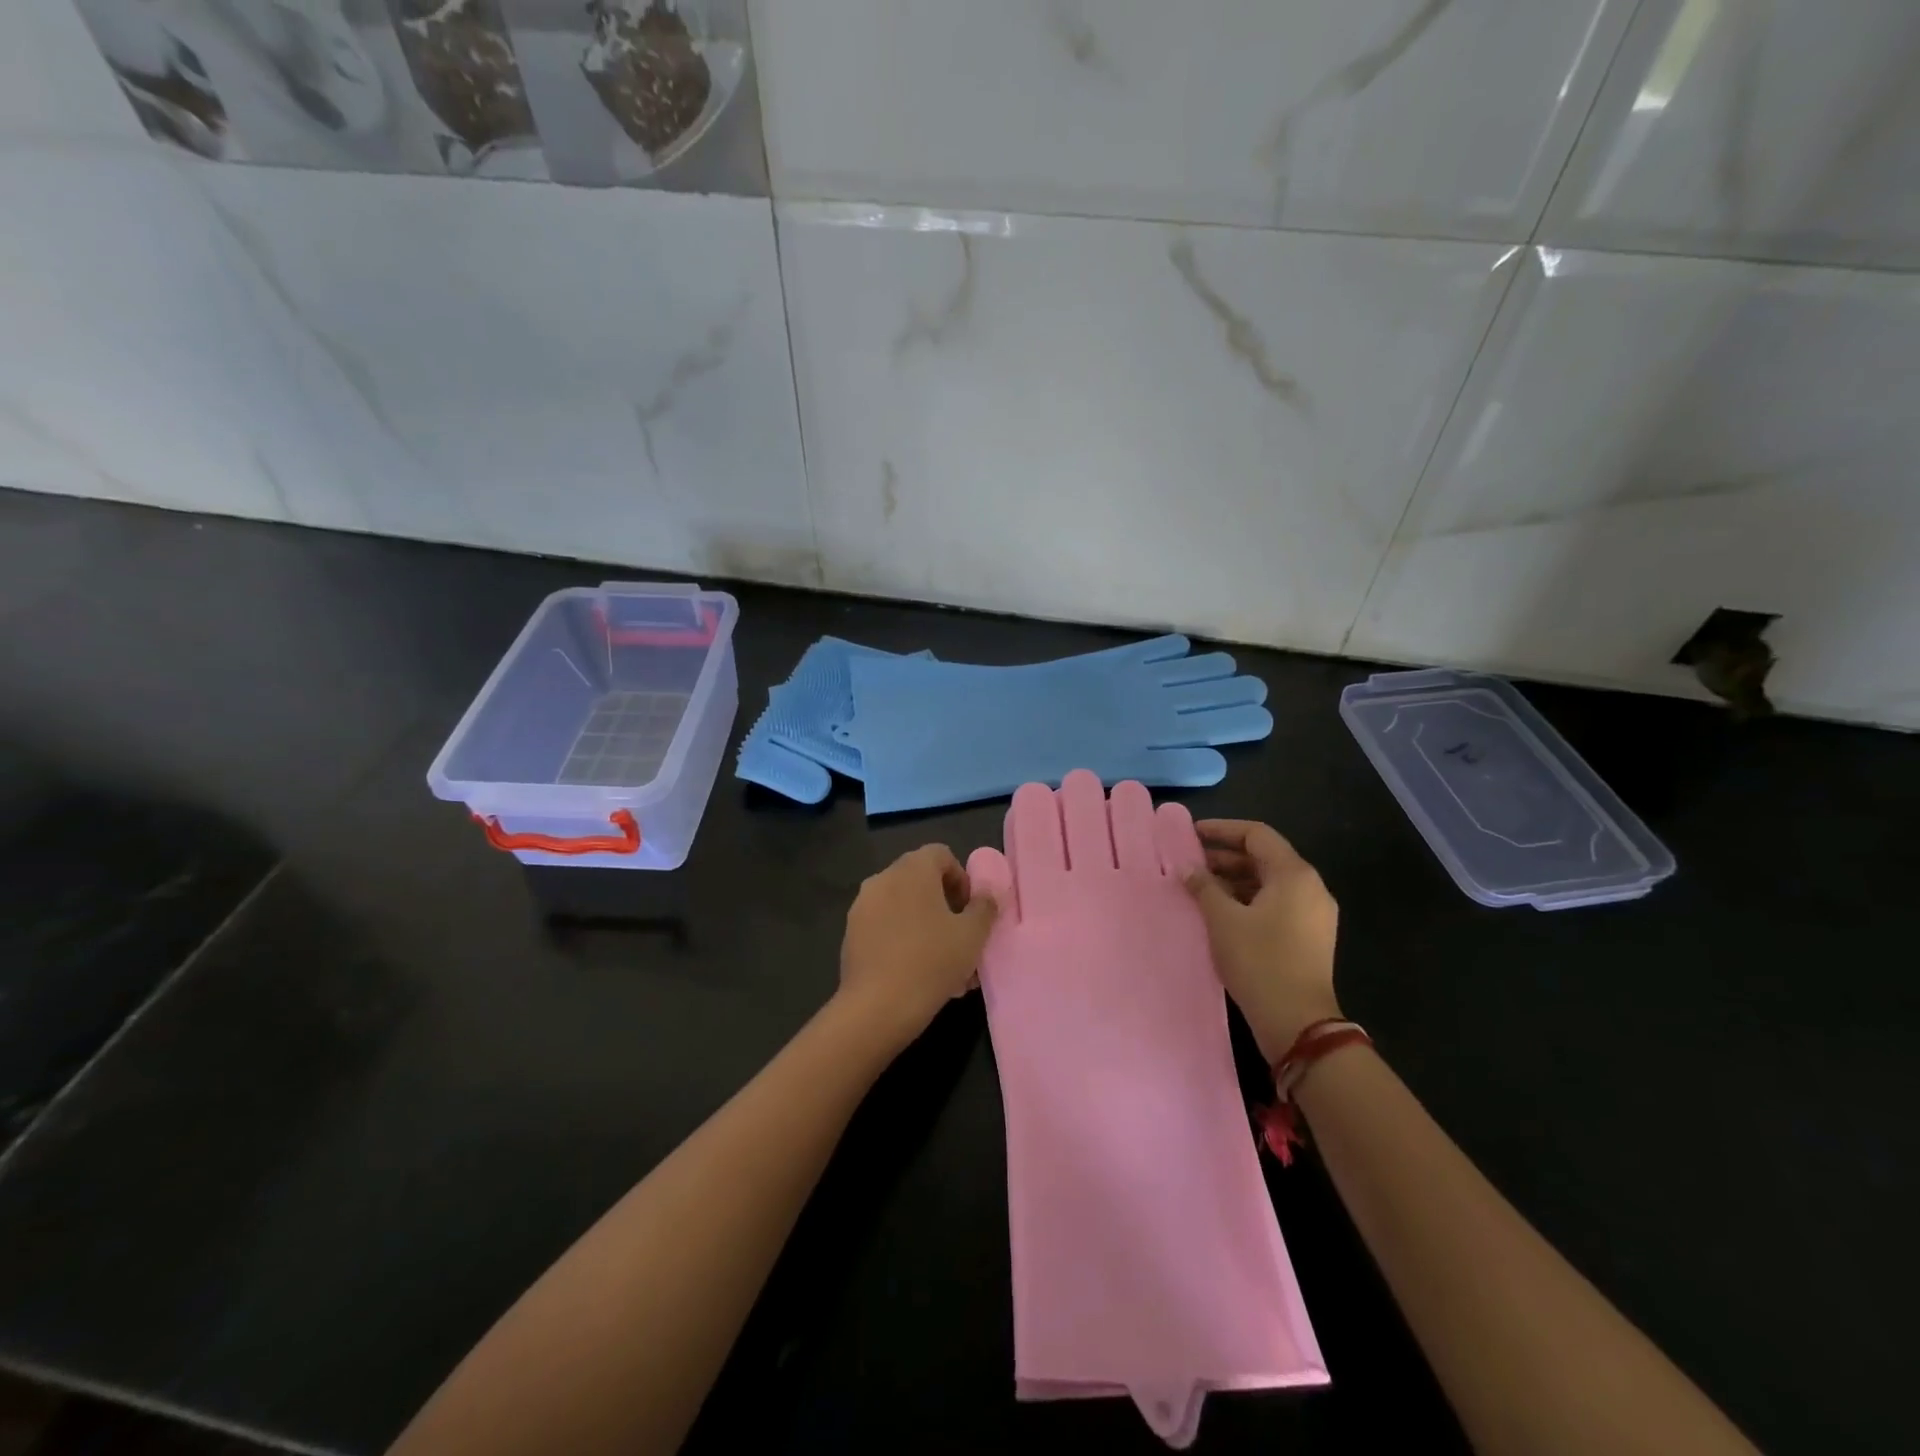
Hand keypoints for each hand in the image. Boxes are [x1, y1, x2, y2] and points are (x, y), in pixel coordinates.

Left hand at [838, 844, 997, 1048]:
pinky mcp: (851, 934)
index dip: (961, 879)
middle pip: (921, 881)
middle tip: (961, 938)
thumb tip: (987, 894)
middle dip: (945, 906)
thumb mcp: (972, 935)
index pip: (941, 855)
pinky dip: (903, 941)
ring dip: (926, 927)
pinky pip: (885, 928)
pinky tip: (918, 975)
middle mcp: (883, 878)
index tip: (971, 911)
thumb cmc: (932, 961)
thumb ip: (984, 907)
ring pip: (903, 908)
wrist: (877, 1007)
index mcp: (912, 869)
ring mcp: (862, 906)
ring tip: (945, 966)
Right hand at [1183, 820, 1340, 1063]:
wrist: (1297, 1022)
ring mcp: (1314, 914)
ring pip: (1269, 883)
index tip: (1191, 833)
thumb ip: (1203, 886)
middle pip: (1264, 858)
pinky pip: (1276, 904)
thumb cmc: (1259, 961)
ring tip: (1199, 888)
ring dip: (1234, 880)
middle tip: (1190, 862)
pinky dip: (1248, 900)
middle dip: (1225, 857)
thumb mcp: (1223, 919)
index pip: (1256, 835)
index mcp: (1295, 874)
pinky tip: (1220, 913)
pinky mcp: (1309, 937)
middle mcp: (1311, 887)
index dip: (1222, 830)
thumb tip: (1187, 867)